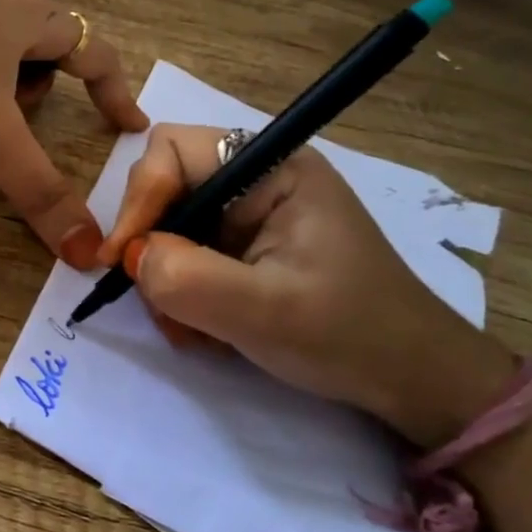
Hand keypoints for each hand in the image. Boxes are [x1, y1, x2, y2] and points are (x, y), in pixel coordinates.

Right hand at [97, 124, 512, 446]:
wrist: (409, 380)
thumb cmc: (348, 335)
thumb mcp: (263, 310)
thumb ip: (187, 277)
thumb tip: (131, 258)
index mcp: (273, 167)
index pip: (171, 150)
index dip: (138, 199)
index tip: (122, 261)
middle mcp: (257, 179)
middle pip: (165, 189)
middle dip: (152, 247)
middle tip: (160, 303)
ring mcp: (251, 215)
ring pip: (169, 228)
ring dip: (166, 280)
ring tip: (192, 329)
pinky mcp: (246, 248)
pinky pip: (187, 256)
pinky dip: (182, 294)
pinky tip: (206, 329)